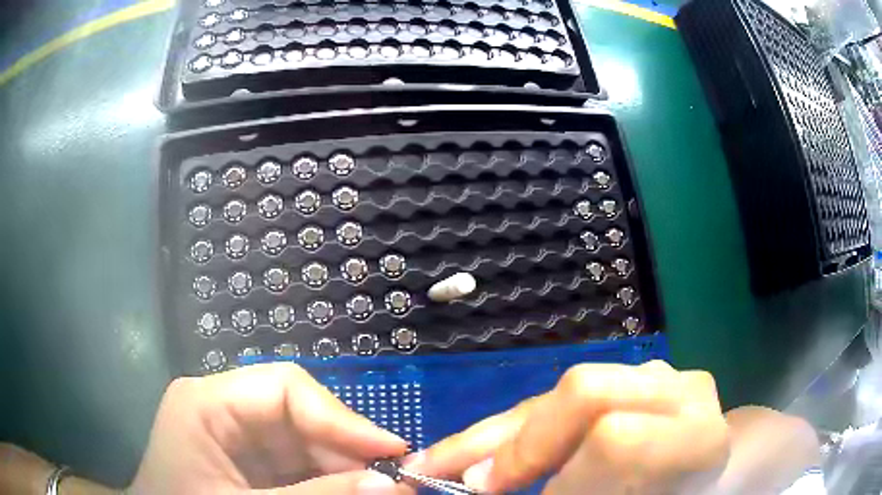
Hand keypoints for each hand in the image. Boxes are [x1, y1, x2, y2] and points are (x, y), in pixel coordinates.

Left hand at [127, 363, 411, 494]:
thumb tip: (390, 485)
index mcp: (207, 403)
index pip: (284, 387)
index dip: (342, 417)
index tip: (391, 451)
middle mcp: (223, 409)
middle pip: (300, 416)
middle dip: (347, 451)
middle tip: (393, 483)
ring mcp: (234, 436)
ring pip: (304, 442)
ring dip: (342, 469)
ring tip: (377, 492)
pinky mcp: (246, 462)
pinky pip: (296, 464)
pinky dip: (325, 481)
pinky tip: (346, 494)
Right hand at [408, 361, 729, 494]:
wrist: (717, 463)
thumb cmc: (684, 493)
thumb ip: (585, 493)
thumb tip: (495, 491)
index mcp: (697, 438)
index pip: (618, 440)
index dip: (561, 479)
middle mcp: (677, 390)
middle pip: (583, 393)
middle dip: (516, 446)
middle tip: (458, 482)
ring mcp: (654, 374)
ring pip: (559, 393)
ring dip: (491, 435)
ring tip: (437, 461)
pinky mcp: (628, 376)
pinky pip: (560, 400)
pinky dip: (509, 430)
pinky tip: (472, 448)